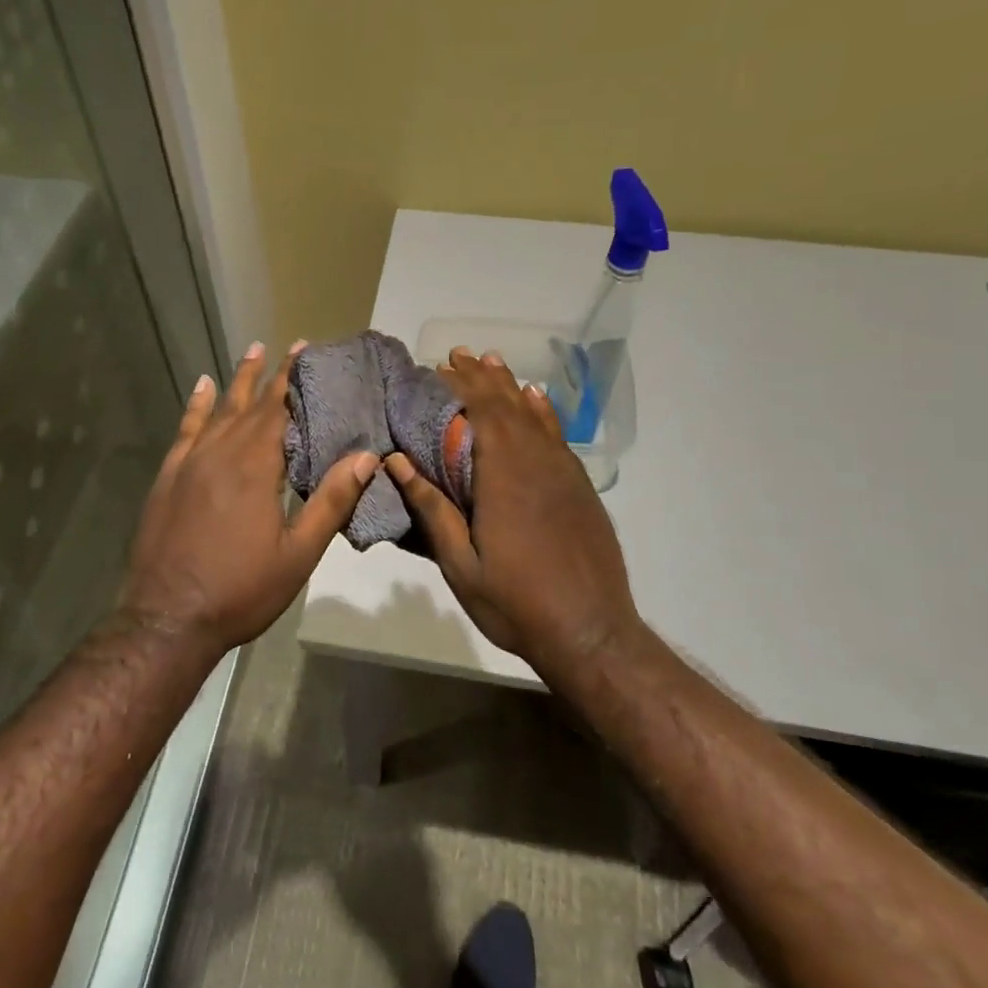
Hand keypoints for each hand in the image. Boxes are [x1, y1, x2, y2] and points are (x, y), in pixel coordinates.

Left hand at [120, 342, 377, 654]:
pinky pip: (185, 431)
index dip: (294, 379)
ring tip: (251, 352)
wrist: (167, 620)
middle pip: (250, 404)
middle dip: (272, 375)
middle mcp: (220, 453)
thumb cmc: (241, 590)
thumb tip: (365, 456)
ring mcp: (188, 463)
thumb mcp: (298, 553)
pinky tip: (201, 389)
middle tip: (289, 346)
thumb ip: (330, 501)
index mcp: (255, 467)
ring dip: (236, 382)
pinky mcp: (167, 478)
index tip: (306, 350)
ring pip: (217, 411)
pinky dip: (195, 407)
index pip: (278, 410)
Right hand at [386, 348, 641, 666]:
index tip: (438, 367)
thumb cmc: (516, 602)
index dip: (459, 386)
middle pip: (506, 406)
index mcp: (503, 476)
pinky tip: (535, 398)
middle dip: (480, 378)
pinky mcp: (579, 486)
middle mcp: (536, 462)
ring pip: (533, 415)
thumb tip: (396, 461)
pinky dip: (542, 411)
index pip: (480, 413)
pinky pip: (557, 435)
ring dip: (509, 386)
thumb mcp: (461, 564)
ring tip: (491, 361)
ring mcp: (563, 472)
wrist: (591, 632)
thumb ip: (433, 509)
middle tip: (457, 355)